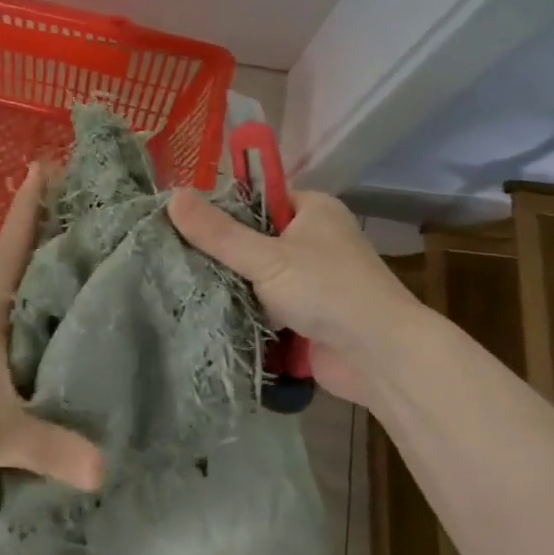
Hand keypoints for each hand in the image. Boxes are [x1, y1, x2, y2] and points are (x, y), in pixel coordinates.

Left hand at [0, 165, 105, 491]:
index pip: (12, 244)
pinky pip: (10, 307)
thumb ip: (48, 447)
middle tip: (83, 197)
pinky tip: (54, 307)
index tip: (46, 165)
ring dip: (38, 256)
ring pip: (13, 279)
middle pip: (17, 252)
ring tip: (79, 243)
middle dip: (45, 222)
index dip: (30, 206)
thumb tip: (106, 469)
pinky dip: (32, 294)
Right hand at [167, 187, 423, 406]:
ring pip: (257, 276)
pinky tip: (205, 313)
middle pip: (254, 239)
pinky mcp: (306, 317)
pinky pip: (265, 307)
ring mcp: (311, 281)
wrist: (381, 358)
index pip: (257, 198)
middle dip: (220, 253)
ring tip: (179, 284)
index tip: (181, 221)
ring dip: (230, 286)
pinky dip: (243, 312)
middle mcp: (315, 240)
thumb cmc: (328, 291)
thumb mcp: (267, 257)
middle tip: (172, 256)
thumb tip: (172, 196)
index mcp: (313, 210)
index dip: (221, 208)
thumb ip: (218, 232)